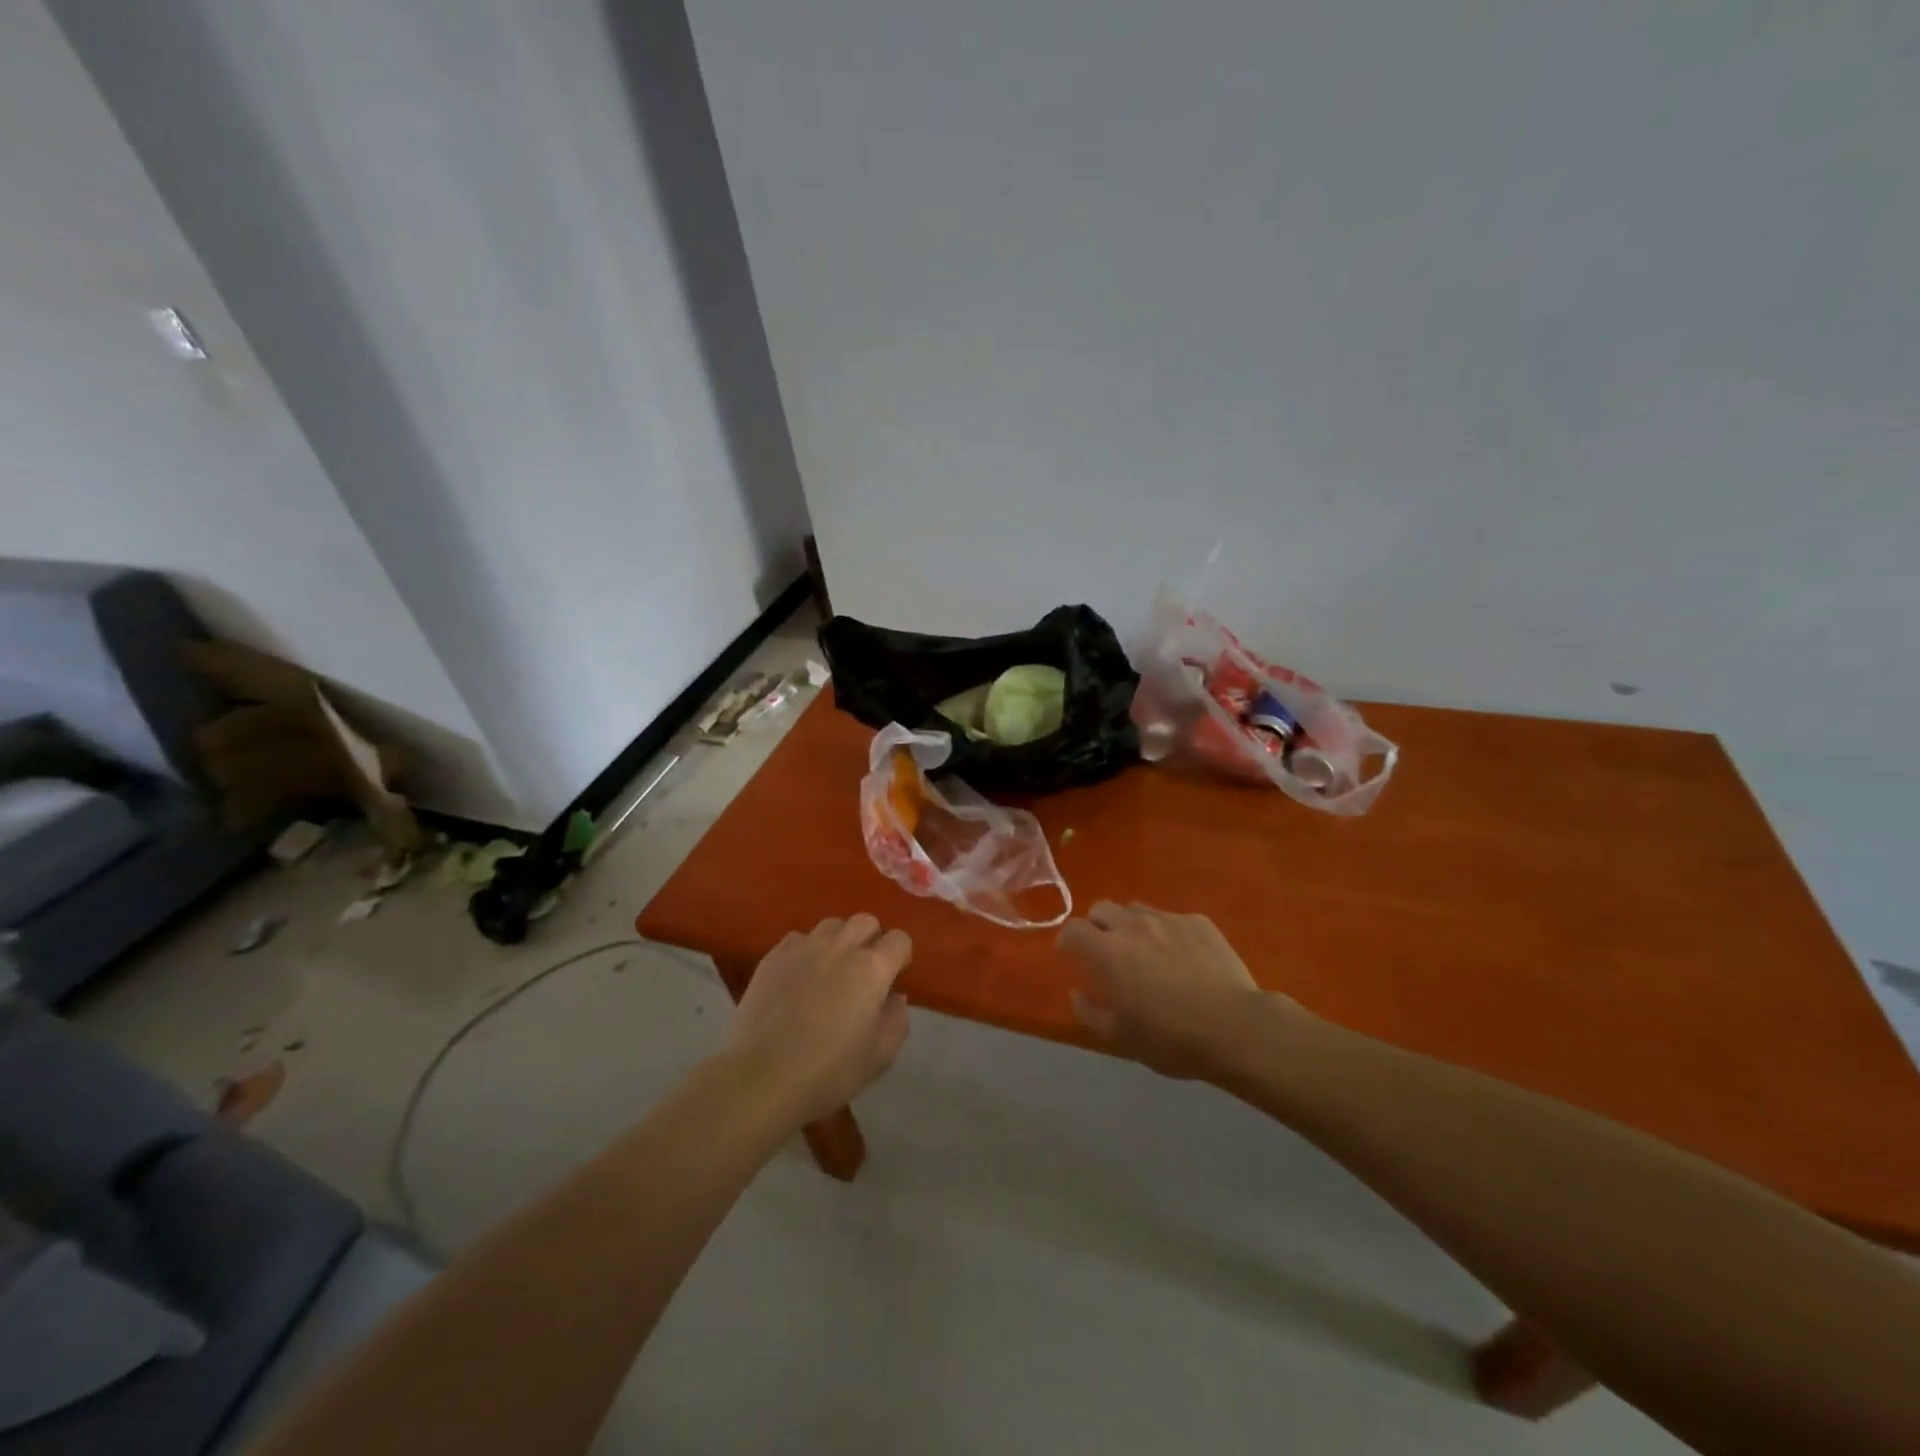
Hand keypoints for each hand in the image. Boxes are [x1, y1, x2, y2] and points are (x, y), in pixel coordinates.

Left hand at [725, 914, 912, 1123]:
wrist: (763, 1077)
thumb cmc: (829, 1071)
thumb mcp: (881, 1055)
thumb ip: (897, 1018)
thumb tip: (893, 996)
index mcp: (872, 967)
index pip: (899, 939)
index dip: (900, 957)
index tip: (893, 978)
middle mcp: (841, 946)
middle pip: (866, 921)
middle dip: (871, 940)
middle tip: (864, 972)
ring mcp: (804, 947)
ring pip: (832, 925)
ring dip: (839, 941)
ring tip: (830, 970)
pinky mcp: (774, 956)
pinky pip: (799, 939)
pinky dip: (806, 951)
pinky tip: (799, 977)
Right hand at [1059, 902, 1288, 1080]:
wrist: (1237, 1027)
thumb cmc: (1172, 1038)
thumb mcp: (1122, 1038)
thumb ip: (1091, 1012)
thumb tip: (1077, 993)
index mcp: (1108, 952)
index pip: (1073, 930)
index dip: (1067, 941)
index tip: (1071, 956)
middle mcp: (1133, 926)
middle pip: (1102, 909)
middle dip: (1097, 926)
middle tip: (1106, 952)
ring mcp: (1168, 920)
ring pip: (1136, 909)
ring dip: (1130, 926)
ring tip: (1144, 952)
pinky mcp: (1199, 922)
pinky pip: (1171, 918)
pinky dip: (1166, 932)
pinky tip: (1182, 957)